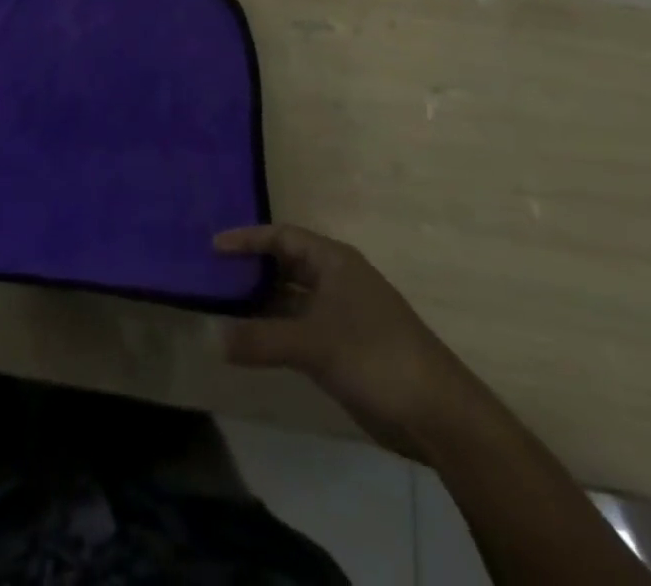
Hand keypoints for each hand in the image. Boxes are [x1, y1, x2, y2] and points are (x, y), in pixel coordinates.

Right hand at [215, 224, 469, 449]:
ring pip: (292, 298)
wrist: (438, 415)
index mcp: (333, 260)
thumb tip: (212, 337)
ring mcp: (342, 314)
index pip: (281, 236)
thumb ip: (260, 339)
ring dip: (261, 302)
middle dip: (251, 269)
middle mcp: (337, 279)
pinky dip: (276, 330)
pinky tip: (252, 340)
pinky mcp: (345, 347)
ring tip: (222, 306)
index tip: (213, 246)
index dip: (247, 239)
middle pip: (285, 264)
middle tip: (212, 275)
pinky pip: (300, 327)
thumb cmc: (375, 356)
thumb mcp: (313, 344)